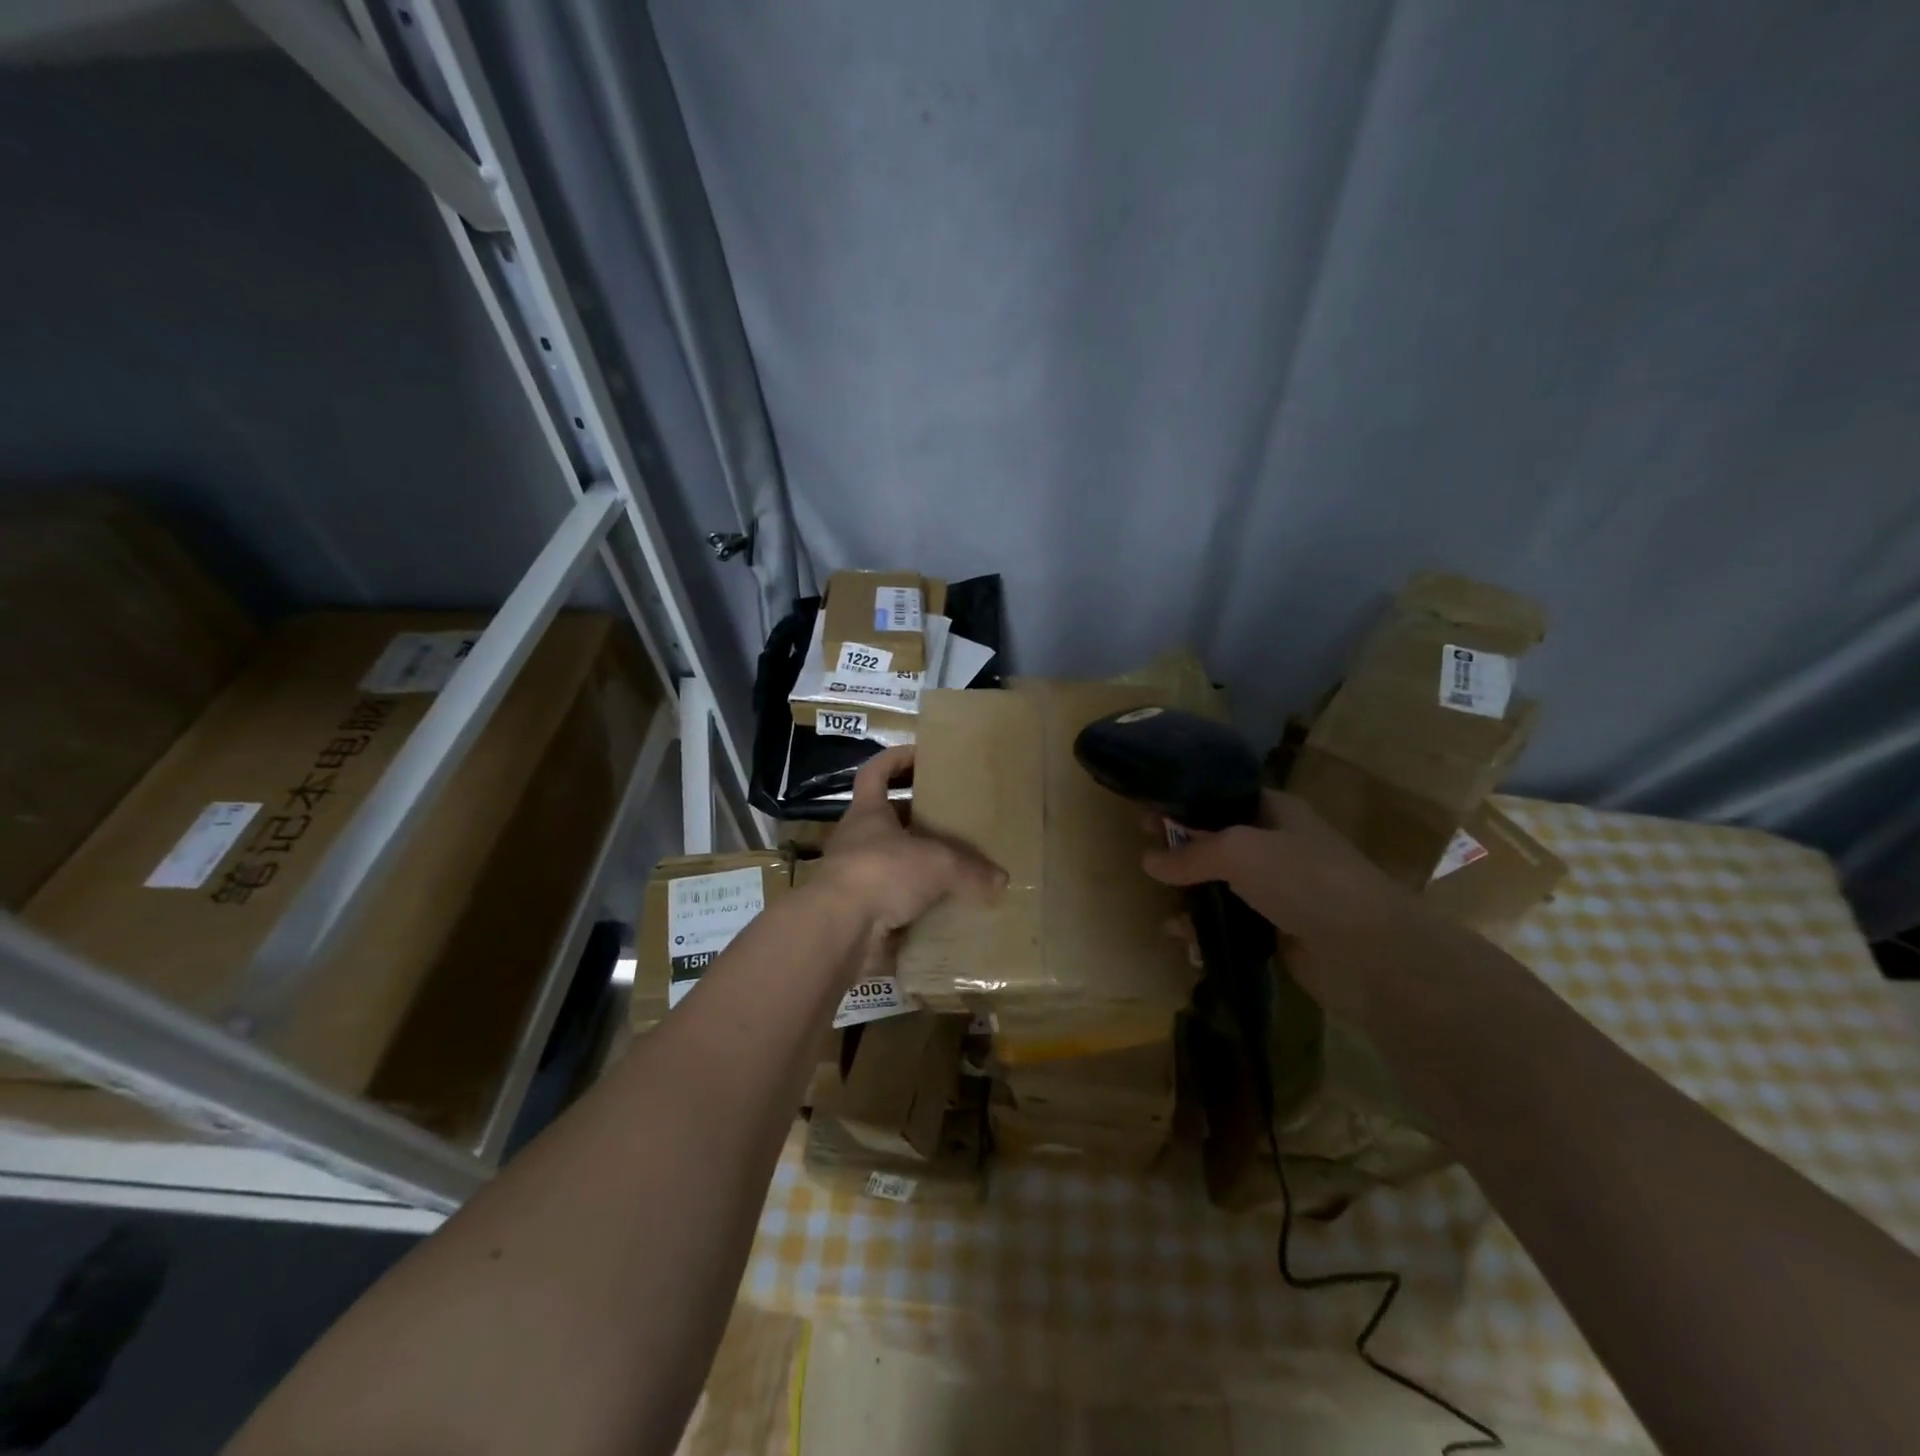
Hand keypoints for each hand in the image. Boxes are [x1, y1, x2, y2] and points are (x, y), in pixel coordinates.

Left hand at [818, 746, 1006, 933]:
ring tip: (956, 868)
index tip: (922, 755)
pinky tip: (945, 909)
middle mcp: (858, 840)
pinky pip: (894, 902)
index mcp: (868, 813)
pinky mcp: (860, 913)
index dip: (895, 759)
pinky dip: (917, 905)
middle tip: (954, 820)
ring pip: (892, 862)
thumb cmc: (881, 873)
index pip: (875, 772)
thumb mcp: (937, 864)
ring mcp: (855, 878)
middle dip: (918, 819)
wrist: (839, 930)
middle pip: (888, 820)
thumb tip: (1002, 880)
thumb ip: (970, 870)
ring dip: (919, 865)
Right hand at [1141, 790, 1444, 1024]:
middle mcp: (1279, 846)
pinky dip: (1210, 933)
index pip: (1222, 797)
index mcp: (1277, 811)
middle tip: (1146, 861)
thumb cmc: (1303, 879)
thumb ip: (1190, 854)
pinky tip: (1188, 945)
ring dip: (1192, 899)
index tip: (1146, 814)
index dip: (1184, 803)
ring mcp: (1281, 891)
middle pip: (1218, 842)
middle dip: (1182, 852)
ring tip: (1167, 915)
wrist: (1367, 951)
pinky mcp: (1281, 932)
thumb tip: (1148, 862)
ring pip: (1223, 887)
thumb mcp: (1238, 851)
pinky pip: (1234, 926)